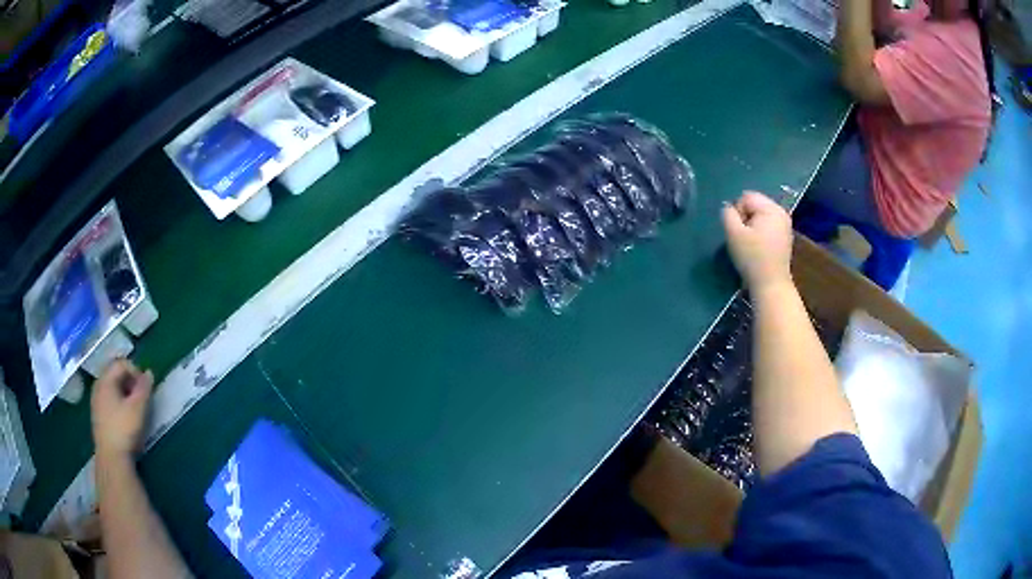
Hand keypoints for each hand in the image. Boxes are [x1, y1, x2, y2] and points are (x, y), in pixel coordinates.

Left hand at [91, 359, 153, 459]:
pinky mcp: (97, 415)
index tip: (145, 387)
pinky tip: (125, 418)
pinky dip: (118, 402)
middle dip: (130, 382)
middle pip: (115, 374)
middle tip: (141, 397)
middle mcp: (98, 385)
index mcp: (105, 379)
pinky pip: (108, 399)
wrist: (111, 457)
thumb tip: (149, 373)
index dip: (135, 371)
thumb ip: (144, 388)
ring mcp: (96, 401)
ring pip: (112, 388)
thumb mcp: (138, 408)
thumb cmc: (124, 429)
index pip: (121, 363)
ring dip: (125, 393)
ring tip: (135, 408)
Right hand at [721, 191, 792, 290]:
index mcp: (771, 208)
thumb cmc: (752, 258)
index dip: (737, 212)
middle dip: (745, 218)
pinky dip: (761, 234)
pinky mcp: (785, 238)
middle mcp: (781, 213)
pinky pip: (768, 227)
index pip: (746, 197)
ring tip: (751, 245)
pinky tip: (759, 249)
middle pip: (755, 205)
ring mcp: (785, 225)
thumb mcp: (733, 233)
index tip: (738, 231)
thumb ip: (727, 214)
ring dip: (752, 227)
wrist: (771, 285)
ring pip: (760, 216)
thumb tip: (729, 208)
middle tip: (743, 239)